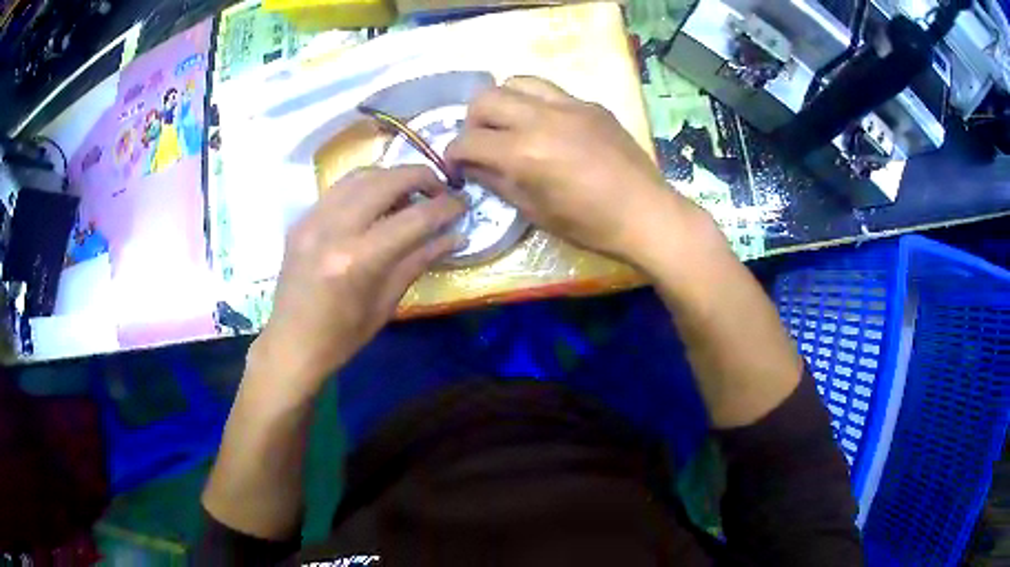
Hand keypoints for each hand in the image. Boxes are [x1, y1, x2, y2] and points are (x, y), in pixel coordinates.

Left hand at [249, 166, 464, 405]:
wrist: (291, 343)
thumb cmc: (342, 336)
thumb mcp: (387, 303)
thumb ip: (420, 260)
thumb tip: (455, 235)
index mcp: (357, 260)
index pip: (413, 218)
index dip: (445, 207)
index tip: (463, 203)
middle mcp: (333, 229)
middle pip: (386, 181)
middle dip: (421, 177)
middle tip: (439, 190)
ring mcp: (312, 219)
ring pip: (361, 175)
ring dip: (392, 177)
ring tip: (410, 193)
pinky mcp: (302, 219)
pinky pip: (339, 188)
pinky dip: (365, 186)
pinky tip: (377, 201)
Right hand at [445, 77, 705, 265]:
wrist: (646, 213)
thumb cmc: (590, 225)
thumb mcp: (535, 212)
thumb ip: (497, 182)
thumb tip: (473, 166)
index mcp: (525, 152)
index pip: (469, 140)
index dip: (453, 154)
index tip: (456, 165)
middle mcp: (542, 118)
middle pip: (485, 98)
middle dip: (473, 121)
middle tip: (481, 142)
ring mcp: (569, 105)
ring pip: (517, 82)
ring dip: (503, 102)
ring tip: (510, 125)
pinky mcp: (590, 104)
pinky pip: (550, 91)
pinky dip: (535, 103)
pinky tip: (547, 127)